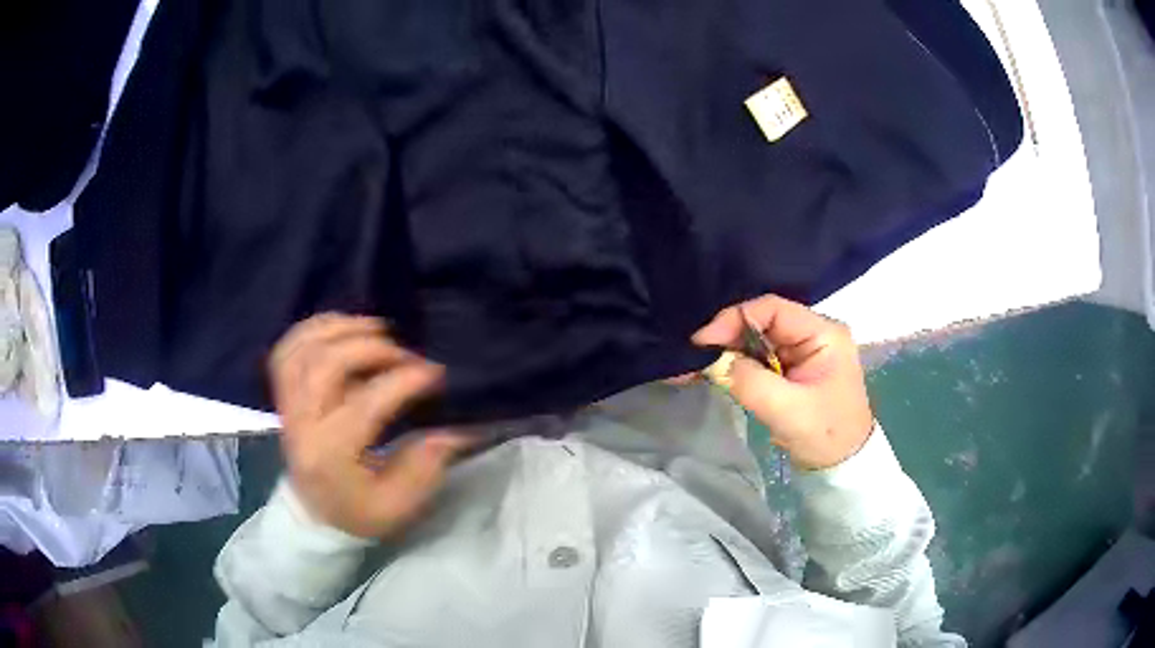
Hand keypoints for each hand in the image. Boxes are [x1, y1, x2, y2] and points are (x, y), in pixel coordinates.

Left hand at [269, 314, 474, 538]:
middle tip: (403, 353)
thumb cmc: (359, 512)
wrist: (315, 515)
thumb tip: (454, 429)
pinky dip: (314, 329)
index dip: (402, 381)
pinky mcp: (284, 395)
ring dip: (341, 330)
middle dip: (370, 348)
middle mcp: (301, 423)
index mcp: (330, 454)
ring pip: (302, 349)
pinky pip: (287, 349)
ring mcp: (287, 406)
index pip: (363, 404)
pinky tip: (343, 327)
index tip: (435, 372)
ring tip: (376, 329)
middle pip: (325, 364)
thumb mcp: (399, 505)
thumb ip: (425, 467)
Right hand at [692, 295, 873, 469]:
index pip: (772, 309)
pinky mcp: (793, 368)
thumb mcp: (788, 410)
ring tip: (698, 367)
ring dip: (728, 353)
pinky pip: (759, 358)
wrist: (843, 464)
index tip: (703, 342)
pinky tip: (715, 373)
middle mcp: (813, 333)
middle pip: (762, 322)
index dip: (734, 319)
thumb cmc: (826, 435)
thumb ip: (750, 382)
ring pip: (757, 340)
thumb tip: (713, 361)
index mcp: (823, 333)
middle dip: (727, 338)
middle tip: (694, 357)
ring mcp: (803, 351)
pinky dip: (737, 366)